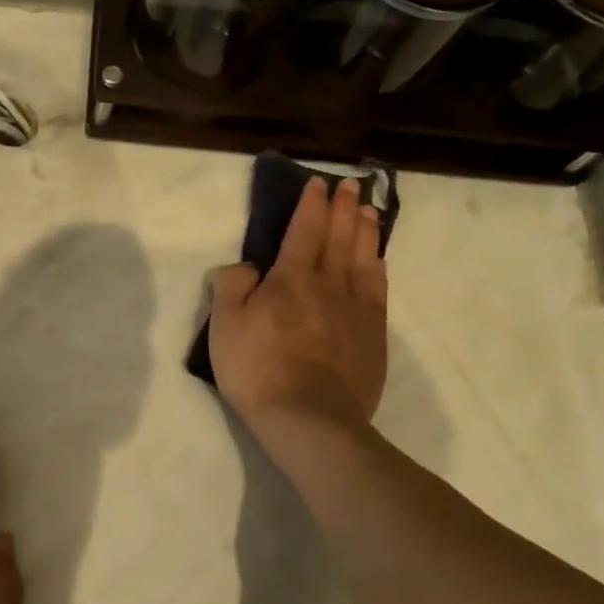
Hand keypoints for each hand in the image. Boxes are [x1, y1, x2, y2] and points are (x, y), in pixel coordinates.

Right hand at [209, 176, 387, 439]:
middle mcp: (329, 285)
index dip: (310, 205)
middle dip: (343, 208)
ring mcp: (356, 310)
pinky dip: (378, 267)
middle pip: (339, 237)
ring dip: (365, 231)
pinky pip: (378, 289)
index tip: (318, 184)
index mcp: (291, 279)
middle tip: (350, 186)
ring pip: (364, 258)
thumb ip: (232, 287)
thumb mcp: (225, 326)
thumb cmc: (258, 370)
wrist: (309, 419)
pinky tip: (379, 261)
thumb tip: (248, 268)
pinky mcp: (373, 335)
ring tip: (368, 211)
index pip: (304, 231)